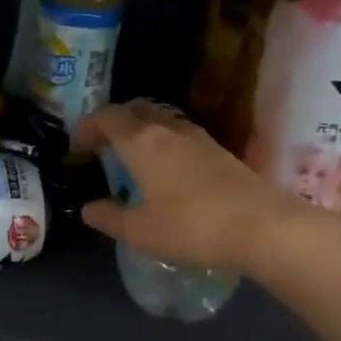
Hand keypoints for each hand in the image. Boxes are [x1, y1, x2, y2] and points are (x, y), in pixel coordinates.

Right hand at [74, 101, 317, 275]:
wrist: (263, 227)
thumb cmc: (191, 227)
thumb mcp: (140, 231)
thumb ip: (109, 217)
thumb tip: (87, 208)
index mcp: (142, 142)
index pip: (107, 118)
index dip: (88, 127)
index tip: (77, 146)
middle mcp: (168, 130)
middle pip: (135, 109)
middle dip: (115, 121)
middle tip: (103, 144)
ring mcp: (198, 138)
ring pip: (161, 119)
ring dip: (141, 130)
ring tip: (132, 156)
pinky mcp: (220, 151)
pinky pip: (180, 134)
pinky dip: (163, 142)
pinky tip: (166, 168)